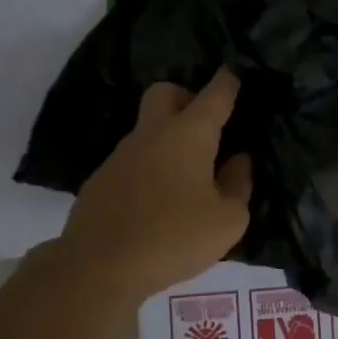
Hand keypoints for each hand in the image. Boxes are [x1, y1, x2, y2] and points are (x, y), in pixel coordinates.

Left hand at [56, 69, 253, 297]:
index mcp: (189, 134)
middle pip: (165, 93)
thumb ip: (239, 185)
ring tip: (187, 177)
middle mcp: (153, 133)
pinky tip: (157, 202)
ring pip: (147, 129)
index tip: (235, 72)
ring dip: (167, 139)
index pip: (214, 95)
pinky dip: (148, 168)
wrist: (98, 266)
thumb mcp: (227, 220)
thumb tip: (238, 161)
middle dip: (186, 97)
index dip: (228, 81)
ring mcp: (121, 155)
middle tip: (205, 127)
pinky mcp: (101, 180)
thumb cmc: (174, 237)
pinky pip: (132, 160)